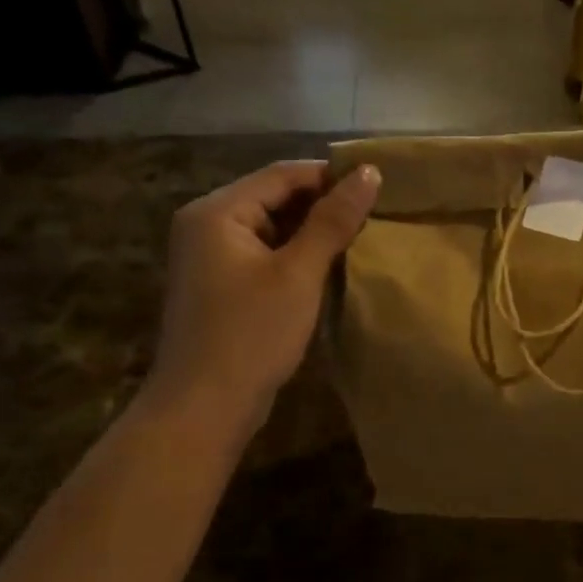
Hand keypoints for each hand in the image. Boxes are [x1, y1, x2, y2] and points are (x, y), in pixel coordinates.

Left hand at [141, 160, 379, 428]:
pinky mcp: (221, 286)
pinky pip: (264, 255)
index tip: (378, 188)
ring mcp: (210, 257)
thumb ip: (333, 221)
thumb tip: (368, 173)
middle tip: (375, 216)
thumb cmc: (251, 334)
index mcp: (217, 211)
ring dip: (313, 233)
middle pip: (274, 197)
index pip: (282, 174)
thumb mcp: (298, 273)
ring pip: (272, 228)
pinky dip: (296, 256)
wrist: (204, 408)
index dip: (331, 176)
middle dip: (323, 205)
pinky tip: (329, 269)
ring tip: (360, 240)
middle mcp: (207, 225)